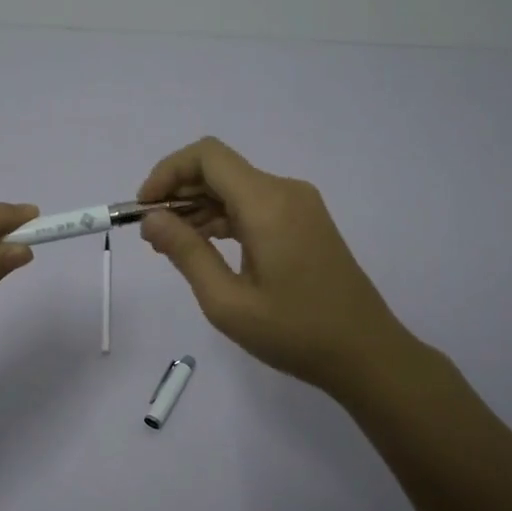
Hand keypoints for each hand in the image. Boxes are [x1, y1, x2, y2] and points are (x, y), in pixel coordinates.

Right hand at [137, 138, 416, 395]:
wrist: (367, 354)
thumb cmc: (295, 333)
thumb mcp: (227, 302)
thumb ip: (186, 253)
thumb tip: (151, 219)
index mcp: (267, 203)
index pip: (207, 156)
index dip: (167, 172)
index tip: (144, 208)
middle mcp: (285, 192)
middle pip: (220, 170)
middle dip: (178, 194)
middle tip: (151, 237)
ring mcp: (300, 205)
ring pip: (235, 188)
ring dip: (199, 209)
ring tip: (171, 248)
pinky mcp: (305, 222)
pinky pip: (254, 206)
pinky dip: (224, 219)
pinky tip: (204, 248)